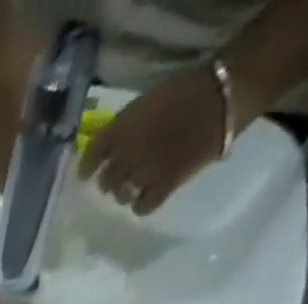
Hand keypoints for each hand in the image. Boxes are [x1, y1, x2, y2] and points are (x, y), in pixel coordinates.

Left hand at [77, 66, 227, 216]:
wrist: (222, 96)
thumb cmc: (185, 90)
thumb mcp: (147, 102)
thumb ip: (126, 127)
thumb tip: (110, 151)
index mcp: (123, 128)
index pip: (93, 155)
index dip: (86, 168)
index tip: (85, 174)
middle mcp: (128, 154)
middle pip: (106, 181)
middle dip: (109, 182)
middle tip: (117, 180)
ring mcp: (145, 173)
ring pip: (121, 196)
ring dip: (124, 194)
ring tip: (134, 186)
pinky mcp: (165, 187)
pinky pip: (142, 207)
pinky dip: (140, 206)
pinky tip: (146, 198)